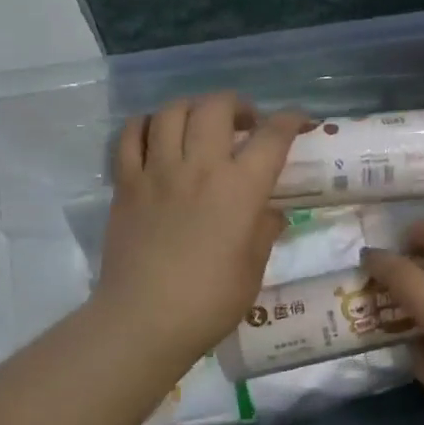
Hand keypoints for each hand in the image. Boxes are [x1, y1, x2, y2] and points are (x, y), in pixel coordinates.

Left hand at [95, 93, 303, 369]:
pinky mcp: (126, 184)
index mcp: (239, 189)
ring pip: (172, 111)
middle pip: (216, 107)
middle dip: (237, 105)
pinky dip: (146, 125)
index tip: (297, 120)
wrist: (144, 320)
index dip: (289, 120)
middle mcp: (199, 167)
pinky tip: (157, 135)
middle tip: (243, 123)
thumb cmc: (209, 301)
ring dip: (192, 109)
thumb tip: (270, 213)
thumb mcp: (253, 269)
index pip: (272, 136)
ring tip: (199, 126)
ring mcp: (157, 171)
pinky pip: (130, 135)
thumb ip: (264, 231)